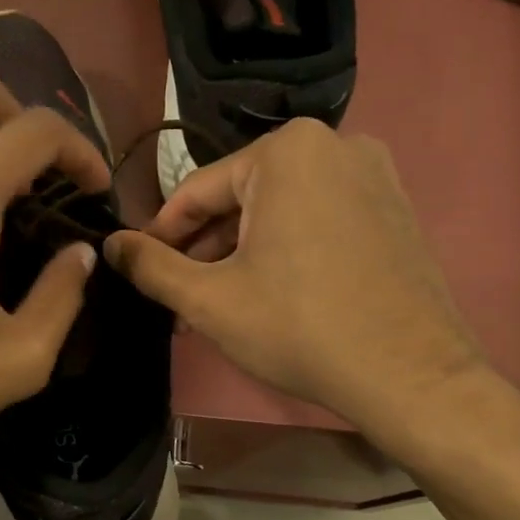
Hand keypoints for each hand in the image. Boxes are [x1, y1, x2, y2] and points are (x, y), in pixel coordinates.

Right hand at [104, 119, 484, 448]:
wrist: (409, 375)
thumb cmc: (298, 327)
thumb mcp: (208, 299)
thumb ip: (151, 266)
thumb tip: (110, 244)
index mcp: (286, 151)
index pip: (198, 190)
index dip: (162, 235)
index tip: (140, 271)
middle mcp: (335, 144)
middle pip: (242, 198)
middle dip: (205, 250)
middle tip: (181, 301)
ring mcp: (374, 175)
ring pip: (279, 211)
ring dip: (241, 255)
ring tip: (219, 307)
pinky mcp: (396, 209)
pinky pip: (318, 220)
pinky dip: (285, 251)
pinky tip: (271, 296)